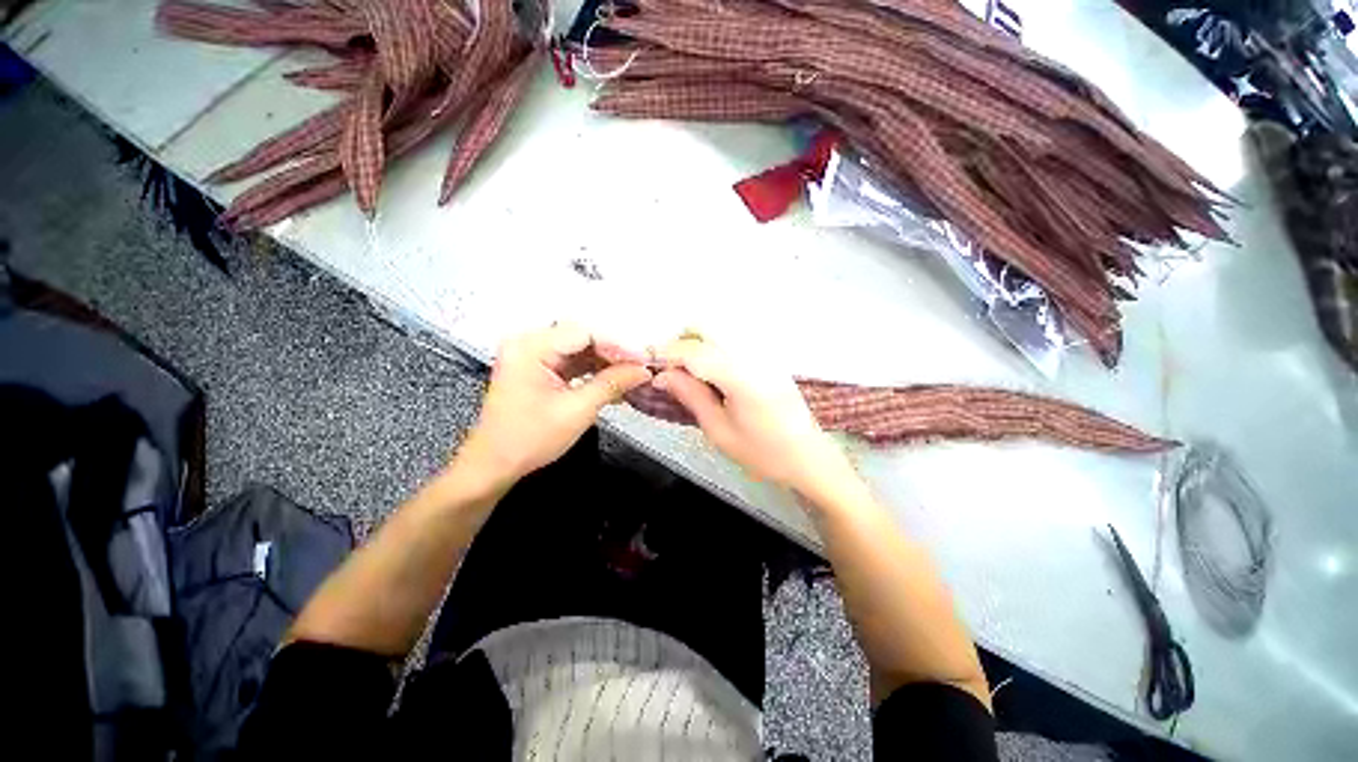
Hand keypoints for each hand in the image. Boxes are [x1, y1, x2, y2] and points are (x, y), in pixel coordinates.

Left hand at [457, 323, 652, 488]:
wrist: (495, 464)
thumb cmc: (529, 440)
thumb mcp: (577, 411)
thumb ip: (612, 384)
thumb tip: (642, 371)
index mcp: (530, 348)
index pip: (584, 333)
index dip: (617, 346)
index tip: (643, 360)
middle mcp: (529, 343)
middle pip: (582, 338)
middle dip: (613, 355)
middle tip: (640, 369)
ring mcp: (533, 355)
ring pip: (580, 350)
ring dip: (606, 364)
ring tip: (632, 376)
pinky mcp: (539, 368)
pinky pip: (573, 362)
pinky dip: (593, 372)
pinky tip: (614, 382)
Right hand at [652, 337, 859, 501]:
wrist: (808, 456)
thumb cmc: (762, 452)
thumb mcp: (719, 431)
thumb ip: (691, 396)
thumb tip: (662, 375)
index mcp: (741, 377)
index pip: (695, 351)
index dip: (667, 352)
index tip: (648, 362)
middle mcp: (752, 355)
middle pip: (706, 328)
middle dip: (680, 342)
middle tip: (670, 370)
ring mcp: (763, 352)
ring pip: (717, 330)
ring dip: (695, 343)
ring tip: (687, 373)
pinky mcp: (767, 356)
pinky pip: (731, 339)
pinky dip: (711, 347)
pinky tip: (710, 372)